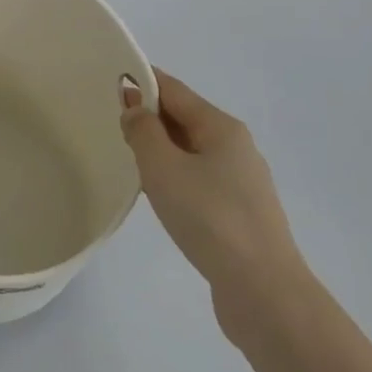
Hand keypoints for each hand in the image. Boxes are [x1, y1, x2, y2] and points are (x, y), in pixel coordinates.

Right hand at [121, 69, 305, 342]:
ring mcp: (241, 182)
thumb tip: (134, 108)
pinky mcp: (238, 213)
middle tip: (110, 121)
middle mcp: (236, 147)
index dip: (142, 82)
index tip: (109, 80)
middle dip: (149, 115)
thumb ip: (143, 131)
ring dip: (160, 148)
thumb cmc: (209, 218)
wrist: (263, 290)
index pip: (174, 90)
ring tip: (127, 157)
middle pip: (184, 118)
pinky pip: (198, 179)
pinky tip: (157, 194)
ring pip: (190, 151)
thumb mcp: (163, 167)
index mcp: (221, 127)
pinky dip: (173, 175)